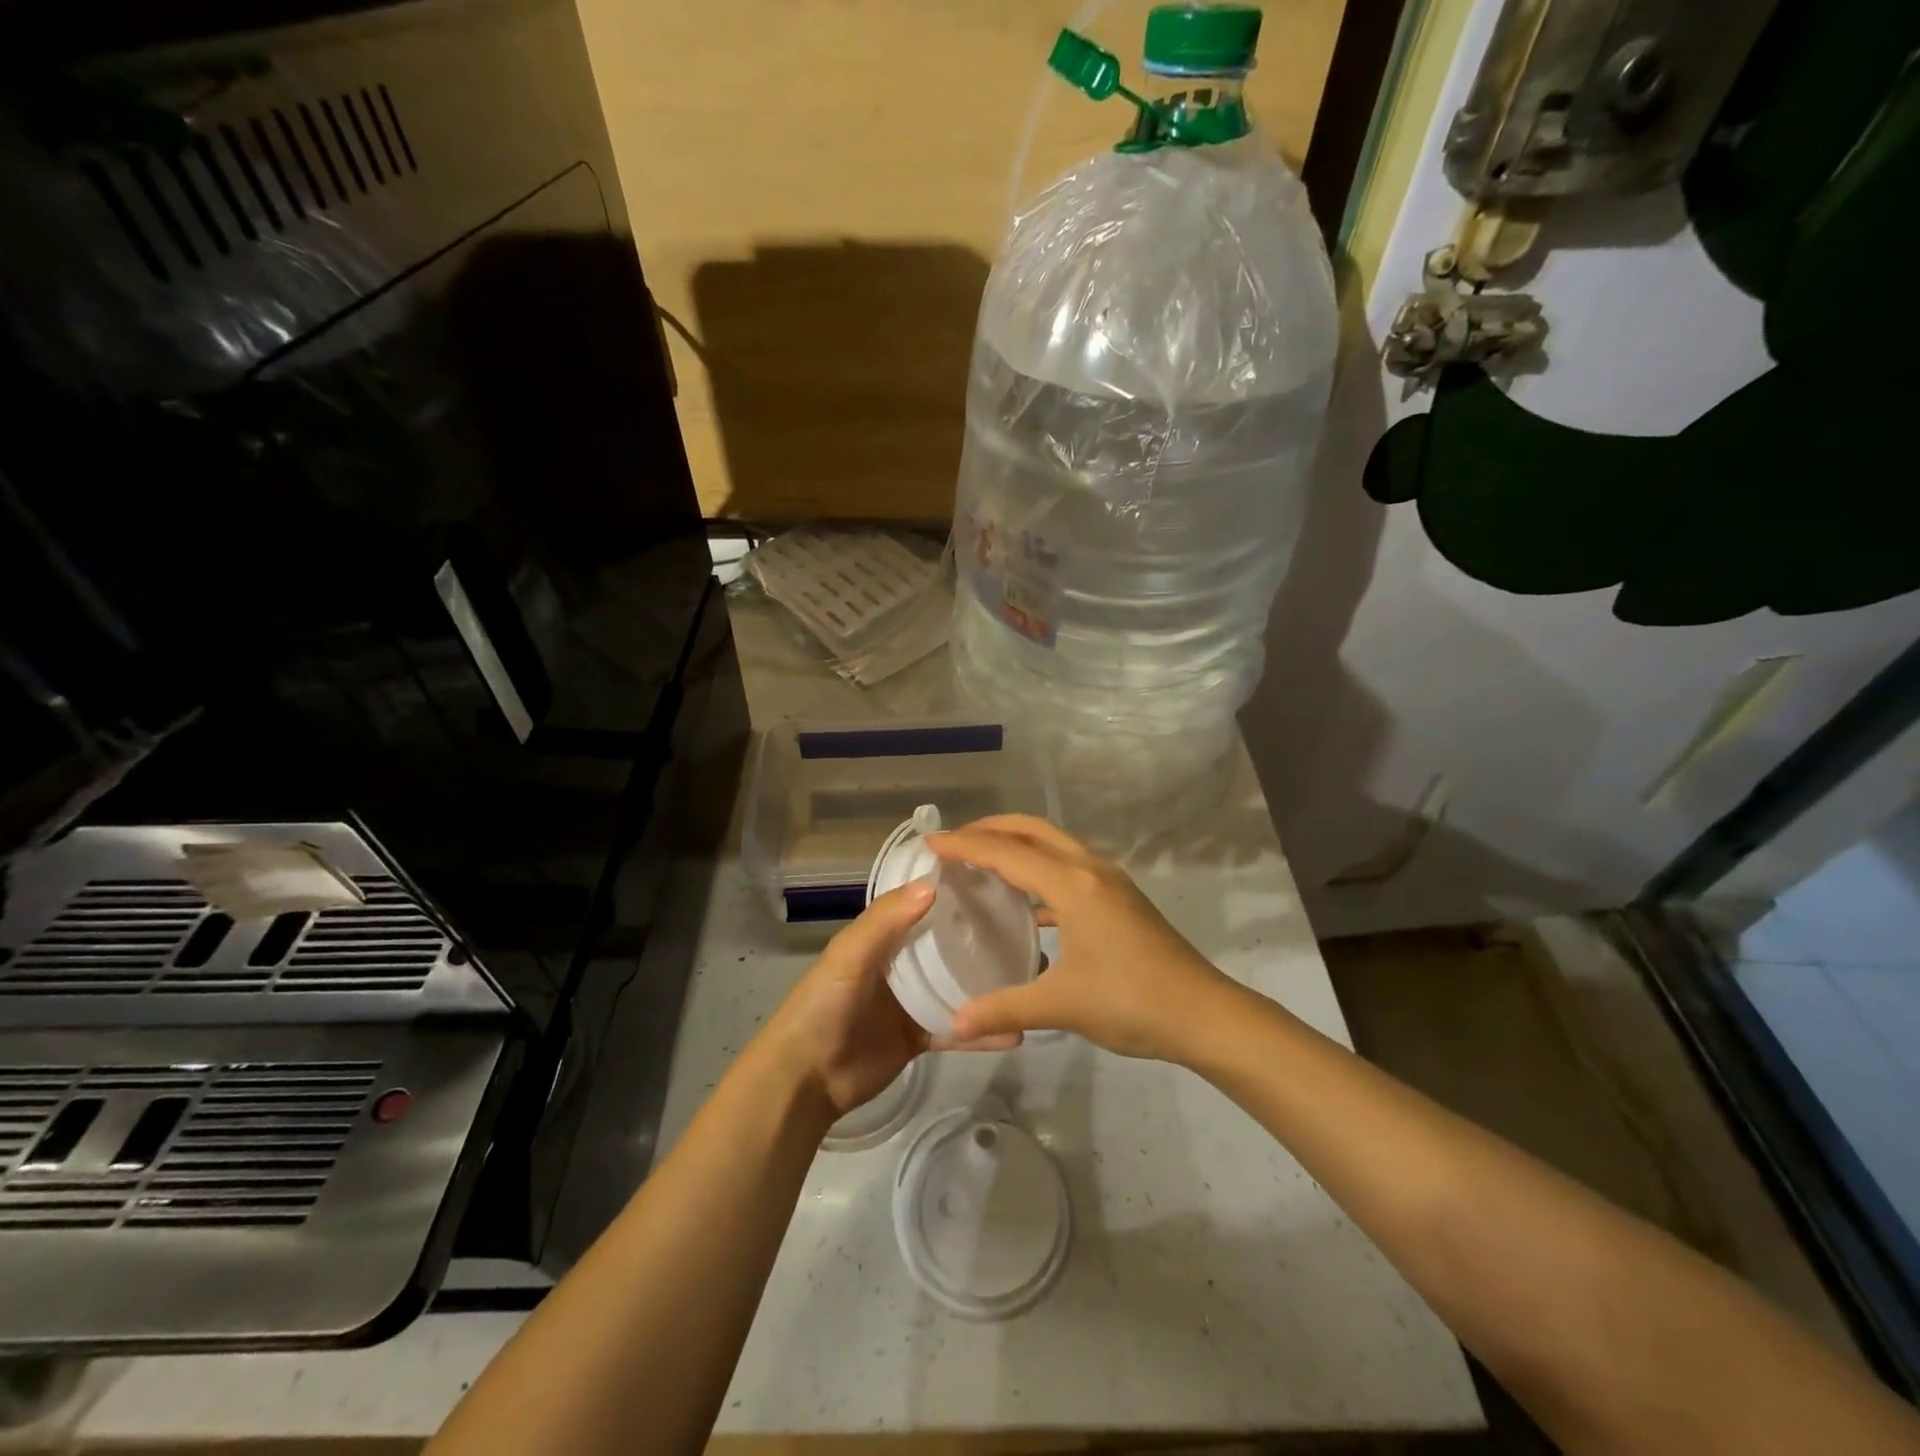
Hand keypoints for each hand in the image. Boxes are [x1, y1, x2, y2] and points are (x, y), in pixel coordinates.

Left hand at [758, 881, 1018, 1118]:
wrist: (805, 1079)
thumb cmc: (823, 1006)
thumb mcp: (848, 956)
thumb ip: (885, 922)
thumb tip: (933, 886)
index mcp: (881, 937)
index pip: (921, 905)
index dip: (951, 893)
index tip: (995, 880)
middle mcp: (900, 964)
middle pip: (946, 944)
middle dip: (980, 936)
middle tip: (1027, 926)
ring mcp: (911, 1002)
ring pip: (957, 986)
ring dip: (988, 982)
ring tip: (1032, 974)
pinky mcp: (920, 1037)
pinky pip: (956, 1030)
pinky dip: (982, 1033)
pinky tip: (1016, 1032)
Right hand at [928, 815, 1235, 1062]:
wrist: (1205, 1014)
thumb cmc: (1131, 1001)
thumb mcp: (1061, 1006)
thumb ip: (1004, 1008)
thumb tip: (955, 1024)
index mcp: (1073, 884)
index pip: (1007, 852)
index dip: (966, 845)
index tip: (931, 842)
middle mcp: (1090, 869)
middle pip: (1034, 829)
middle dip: (992, 828)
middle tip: (955, 842)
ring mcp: (1109, 881)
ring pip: (1054, 845)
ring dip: (1019, 845)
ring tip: (983, 863)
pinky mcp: (1119, 897)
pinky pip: (1068, 867)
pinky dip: (1040, 870)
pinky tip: (1025, 903)